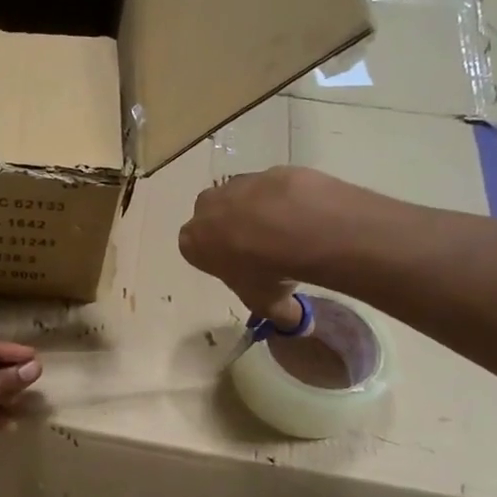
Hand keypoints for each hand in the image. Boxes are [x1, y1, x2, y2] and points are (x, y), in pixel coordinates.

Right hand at [179, 166, 352, 317]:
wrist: (299, 227)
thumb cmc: (266, 272)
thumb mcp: (268, 304)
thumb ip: (279, 316)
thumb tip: (298, 325)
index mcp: (192, 241)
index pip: (196, 250)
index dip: (218, 260)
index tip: (239, 270)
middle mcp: (206, 208)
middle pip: (214, 218)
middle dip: (231, 230)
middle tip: (260, 250)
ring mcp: (237, 185)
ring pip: (242, 199)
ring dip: (257, 213)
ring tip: (287, 234)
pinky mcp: (267, 171)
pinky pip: (273, 188)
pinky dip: (284, 200)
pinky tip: (303, 216)